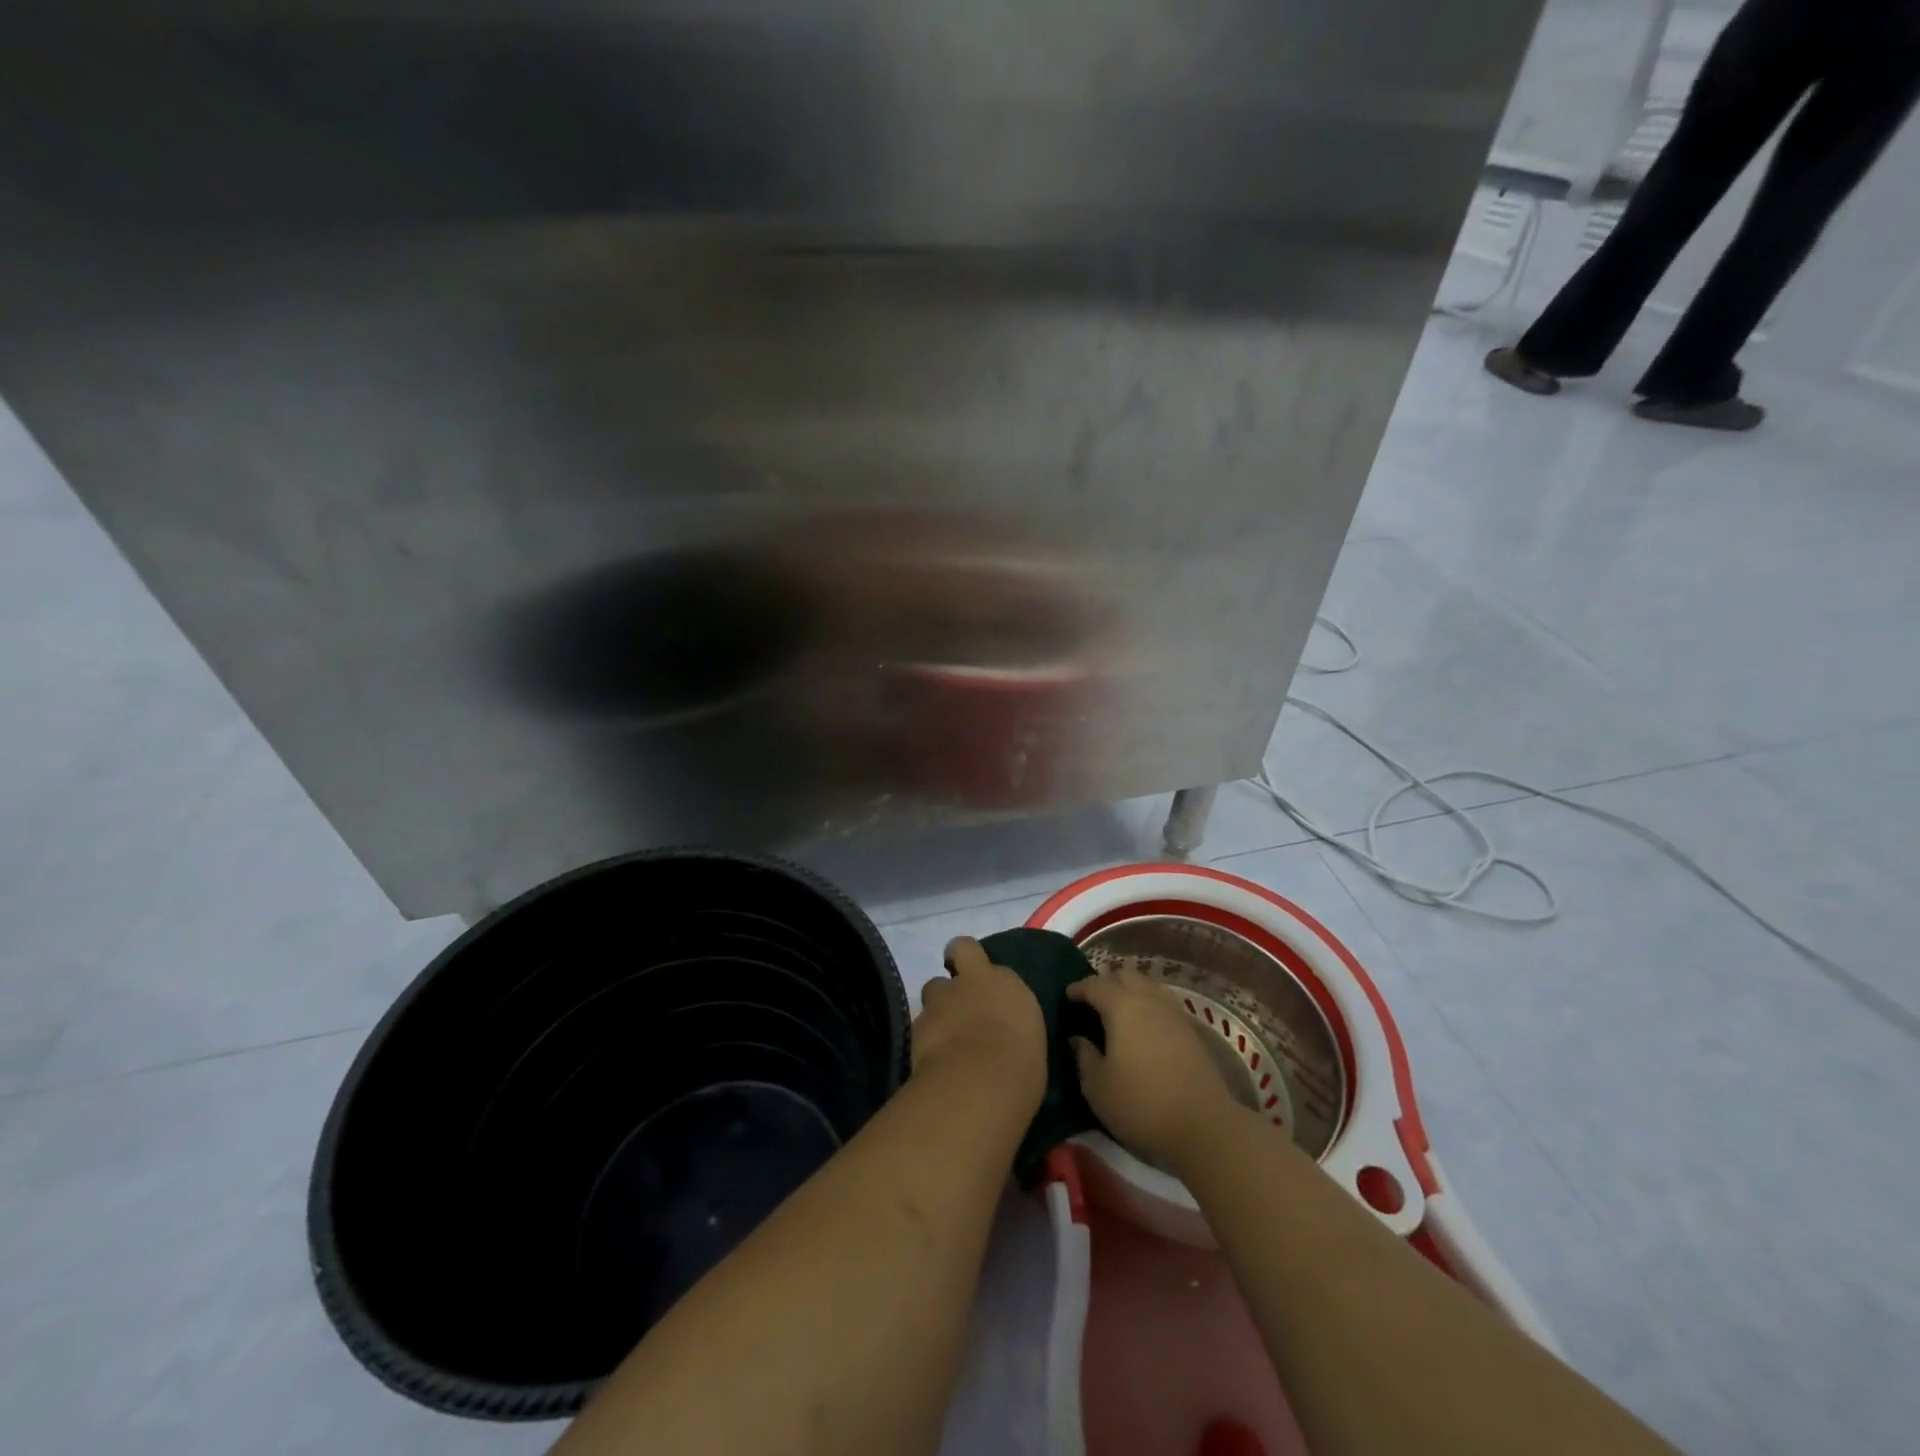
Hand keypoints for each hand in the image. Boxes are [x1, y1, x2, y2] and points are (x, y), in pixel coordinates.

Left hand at [912, 938, 1047, 1116]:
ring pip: (932, 991)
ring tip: (946, 1034)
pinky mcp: (916, 1027)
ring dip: (939, 1006)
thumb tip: (1003, 1033)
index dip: (976, 964)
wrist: (978, 1084)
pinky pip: (920, 1025)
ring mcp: (939, 1001)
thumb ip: (1010, 1024)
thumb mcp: (1028, 1041)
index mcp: (1003, 983)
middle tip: (960, 997)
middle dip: (956, 966)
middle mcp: (969, 983)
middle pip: (954, 954)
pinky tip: (934, 1058)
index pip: (982, 954)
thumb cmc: (1019, 1067)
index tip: (982, 981)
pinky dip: (926, 1037)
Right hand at [1067, 967, 1241, 1168]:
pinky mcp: (1191, 1030)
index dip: (1078, 988)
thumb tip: (1078, 1038)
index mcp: (1122, 1007)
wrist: (1204, 1126)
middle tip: (1092, 1001)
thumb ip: (1084, 1056)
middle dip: (1107, 983)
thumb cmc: (1141, 1104)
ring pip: (1148, 986)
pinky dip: (1149, 1005)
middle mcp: (1149, 1000)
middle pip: (1125, 976)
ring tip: (1118, 1011)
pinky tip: (1144, 1027)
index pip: (1095, 985)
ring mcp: (1174, 1013)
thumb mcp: (1097, 1087)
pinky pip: (1163, 1003)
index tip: (1067, 996)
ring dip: (1131, 991)